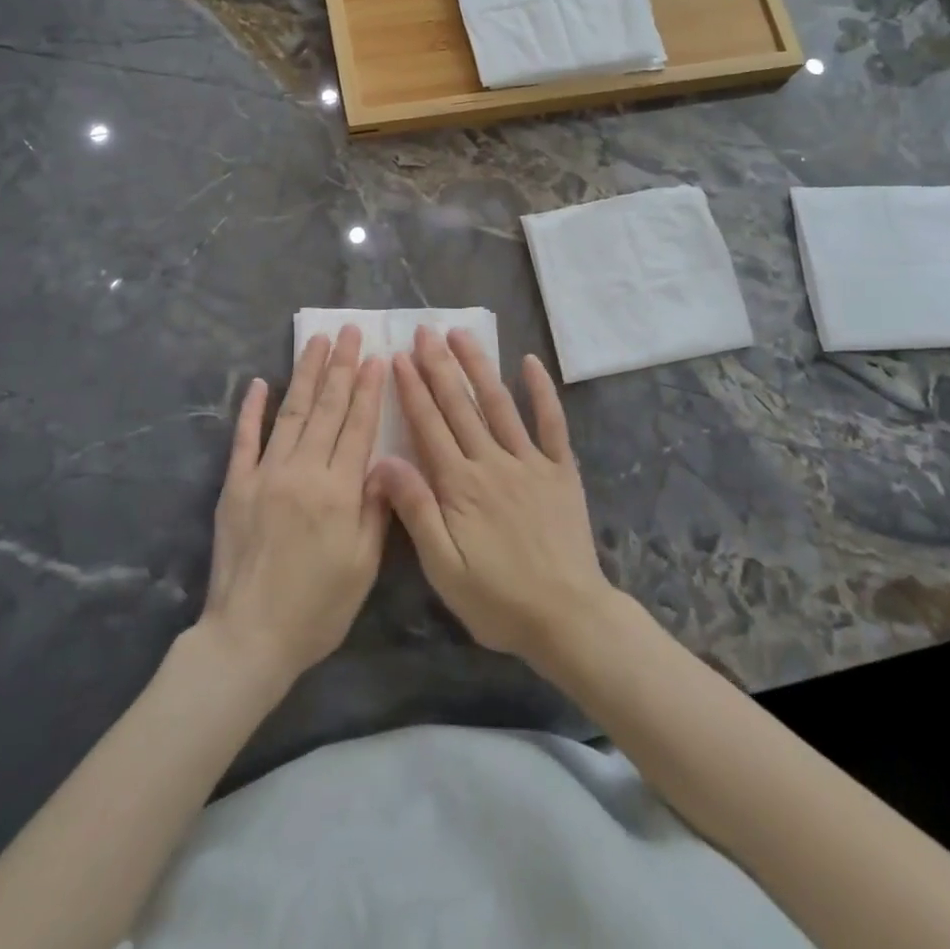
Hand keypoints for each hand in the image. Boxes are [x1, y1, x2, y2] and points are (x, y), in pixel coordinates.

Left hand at [200, 325, 389, 685]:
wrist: (249, 637)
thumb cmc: (317, 608)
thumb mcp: (364, 566)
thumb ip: (377, 508)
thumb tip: (386, 460)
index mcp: (339, 491)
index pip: (358, 427)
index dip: (368, 389)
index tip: (376, 356)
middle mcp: (302, 471)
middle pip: (326, 408)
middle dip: (340, 366)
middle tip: (348, 330)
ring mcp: (265, 474)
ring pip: (290, 412)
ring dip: (305, 373)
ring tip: (316, 341)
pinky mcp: (235, 485)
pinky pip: (244, 439)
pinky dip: (251, 409)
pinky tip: (258, 382)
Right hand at [371, 326, 614, 668]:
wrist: (568, 617)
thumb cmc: (497, 599)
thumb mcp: (443, 567)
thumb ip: (415, 510)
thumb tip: (382, 461)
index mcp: (460, 485)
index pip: (429, 426)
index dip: (411, 390)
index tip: (397, 357)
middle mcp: (493, 462)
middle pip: (459, 406)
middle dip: (439, 366)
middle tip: (423, 330)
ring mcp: (530, 462)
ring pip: (499, 404)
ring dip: (479, 366)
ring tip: (461, 334)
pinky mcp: (560, 470)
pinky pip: (551, 423)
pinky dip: (541, 391)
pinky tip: (530, 362)